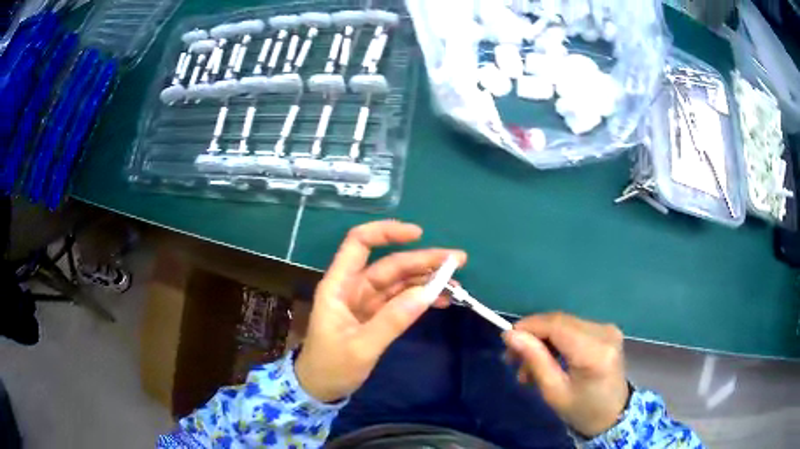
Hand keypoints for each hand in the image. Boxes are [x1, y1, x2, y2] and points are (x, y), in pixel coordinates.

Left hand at [295, 220, 465, 402]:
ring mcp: (365, 302)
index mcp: (339, 286)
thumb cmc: (331, 367)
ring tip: (456, 282)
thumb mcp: (361, 347)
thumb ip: (392, 320)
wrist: (320, 389)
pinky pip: (400, 300)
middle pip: (389, 264)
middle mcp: (353, 288)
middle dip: (422, 260)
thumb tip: (427, 293)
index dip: (386, 232)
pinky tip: (441, 300)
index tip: (418, 234)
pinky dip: (420, 298)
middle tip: (457, 261)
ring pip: (398, 281)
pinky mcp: (375, 316)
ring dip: (426, 279)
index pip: (358, 243)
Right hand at [502, 313, 628, 437]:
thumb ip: (535, 360)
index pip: (557, 325)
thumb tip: (511, 335)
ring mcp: (608, 329)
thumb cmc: (581, 410)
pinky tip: (548, 358)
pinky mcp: (607, 331)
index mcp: (594, 352)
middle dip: (533, 335)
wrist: (613, 415)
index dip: (529, 327)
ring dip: (543, 340)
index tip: (506, 340)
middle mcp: (604, 332)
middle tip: (513, 358)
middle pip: (560, 321)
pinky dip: (557, 341)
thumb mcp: (554, 392)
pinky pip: (574, 328)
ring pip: (565, 323)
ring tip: (528, 366)